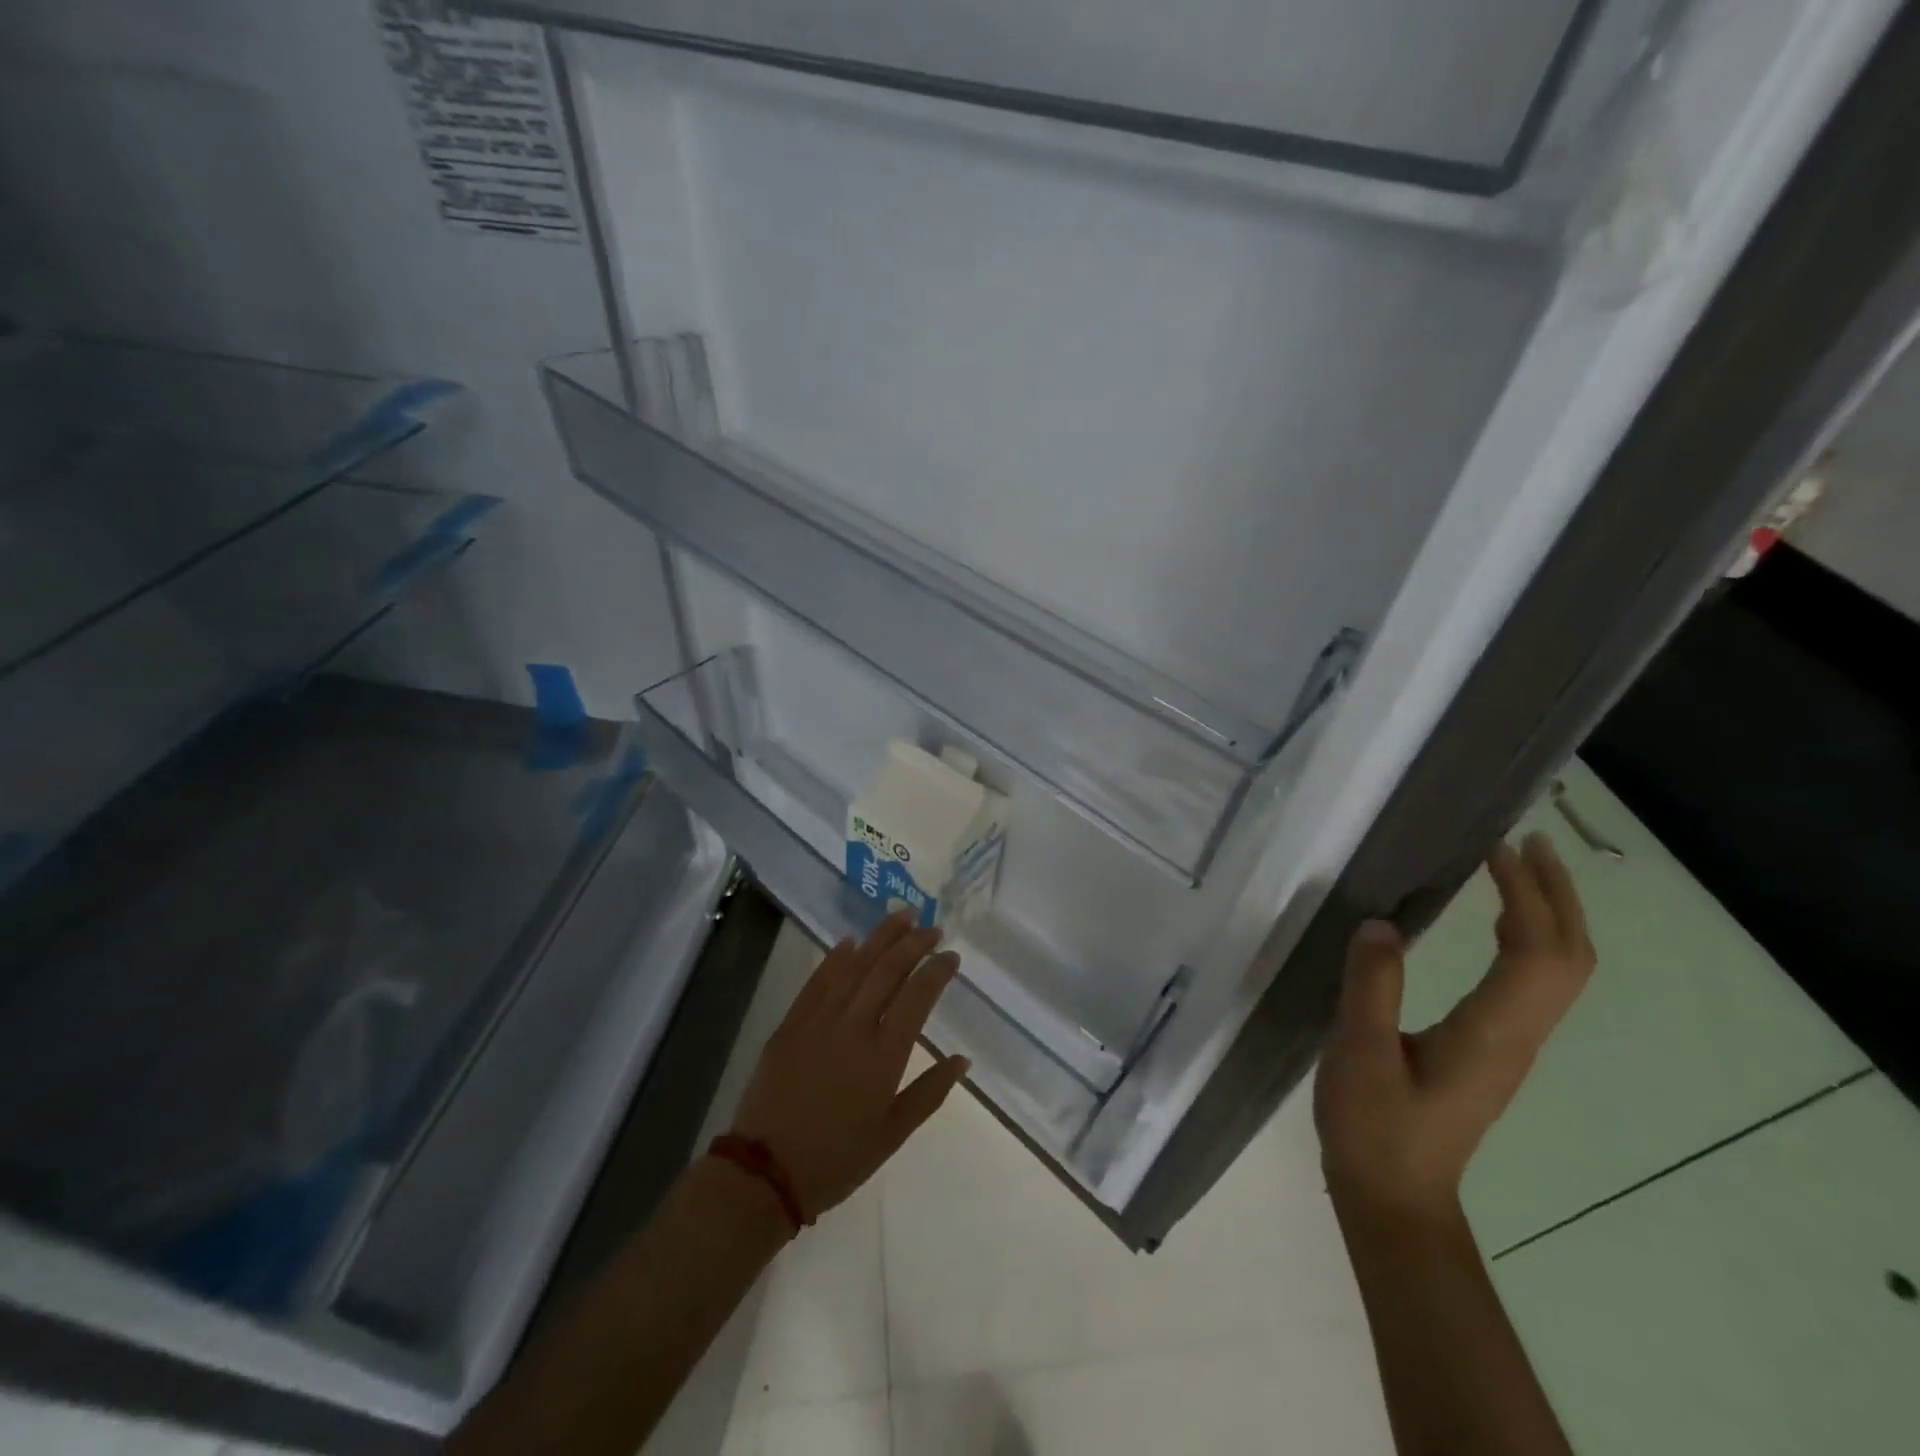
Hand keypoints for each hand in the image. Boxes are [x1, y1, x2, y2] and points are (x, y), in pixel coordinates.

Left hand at [728, 909, 970, 1221]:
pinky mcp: (791, 1023)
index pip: (917, 997)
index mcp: (884, 1055)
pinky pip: (817, 981)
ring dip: (880, 937)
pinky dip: (836, 957)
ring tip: (901, 916)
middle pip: (888, 971)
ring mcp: (819, 1020)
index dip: (937, 971)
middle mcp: (854, 1027)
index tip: (951, 955)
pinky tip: (850, 941)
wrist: (765, 1172)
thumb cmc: (837, 1159)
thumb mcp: (892, 1135)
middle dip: (913, 943)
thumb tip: (962, 1060)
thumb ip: (929, 1093)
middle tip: (931, 927)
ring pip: (855, 965)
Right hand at [1314, 833, 1595, 1223]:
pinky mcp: (1491, 1049)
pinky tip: (1494, 924)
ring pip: (1557, 970)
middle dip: (1556, 896)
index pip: (1537, 952)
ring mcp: (1510, 1045)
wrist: (1395, 1197)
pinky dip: (1525, 938)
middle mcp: (1517, 1035)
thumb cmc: (1375, 1128)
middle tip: (1526, 844)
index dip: (1528, 896)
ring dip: (1547, 913)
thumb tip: (1382, 923)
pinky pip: (1530, 982)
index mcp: (1492, 1033)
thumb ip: (1371, 988)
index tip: (1498, 848)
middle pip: (1568, 958)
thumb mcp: (1360, 1055)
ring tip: (1515, 869)